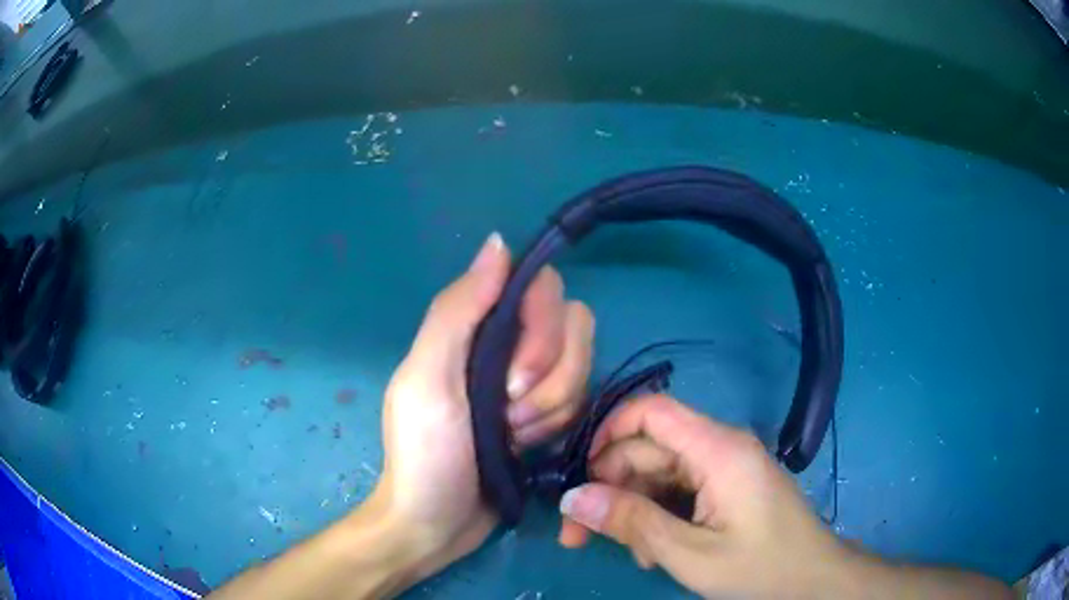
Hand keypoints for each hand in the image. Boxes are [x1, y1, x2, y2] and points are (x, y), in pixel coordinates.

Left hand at [372, 232, 594, 577]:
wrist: (436, 525)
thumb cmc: (425, 454)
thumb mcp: (427, 380)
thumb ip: (458, 310)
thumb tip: (499, 242)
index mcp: (476, 327)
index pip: (540, 290)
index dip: (541, 329)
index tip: (513, 378)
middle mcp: (508, 344)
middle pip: (572, 326)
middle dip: (548, 378)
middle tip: (508, 414)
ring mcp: (532, 381)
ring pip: (581, 365)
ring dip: (549, 409)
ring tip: (510, 436)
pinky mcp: (548, 414)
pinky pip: (582, 399)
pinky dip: (556, 426)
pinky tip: (524, 448)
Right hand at [556, 395, 1012, 598]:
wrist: (813, 580)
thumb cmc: (761, 568)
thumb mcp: (690, 554)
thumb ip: (632, 523)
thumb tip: (573, 499)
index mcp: (718, 450)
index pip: (652, 411)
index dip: (608, 432)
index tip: (580, 475)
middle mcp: (720, 448)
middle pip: (649, 449)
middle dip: (609, 487)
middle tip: (576, 534)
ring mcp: (724, 468)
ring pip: (659, 474)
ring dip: (632, 509)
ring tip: (623, 552)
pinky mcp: (726, 487)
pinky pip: (679, 491)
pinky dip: (657, 516)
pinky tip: (651, 551)